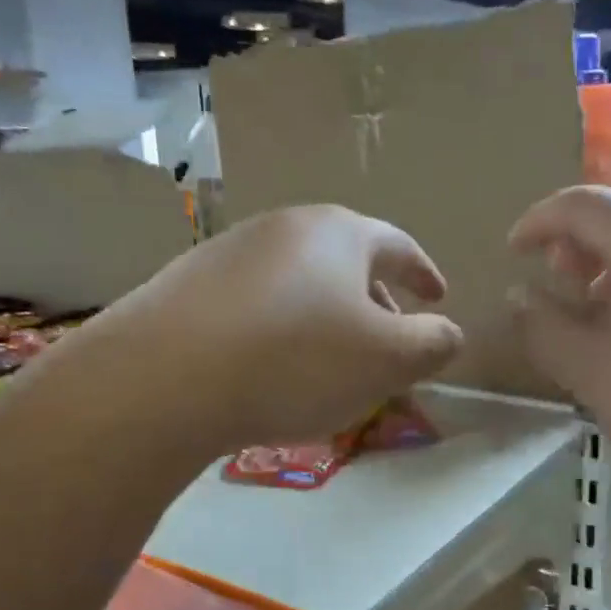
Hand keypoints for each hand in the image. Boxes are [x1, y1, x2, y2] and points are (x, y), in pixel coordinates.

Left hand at [72, 205, 462, 454]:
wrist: (164, 379)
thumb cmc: (295, 361)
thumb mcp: (388, 360)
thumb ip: (433, 343)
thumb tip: (446, 333)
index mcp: (336, 234)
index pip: (396, 246)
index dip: (423, 273)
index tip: (439, 296)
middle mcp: (281, 230)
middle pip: (343, 262)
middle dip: (373, 301)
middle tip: (387, 341)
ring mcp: (227, 255)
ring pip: (296, 284)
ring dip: (323, 318)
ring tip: (329, 363)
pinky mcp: (185, 289)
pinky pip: (253, 306)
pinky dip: (278, 331)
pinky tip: (269, 370)